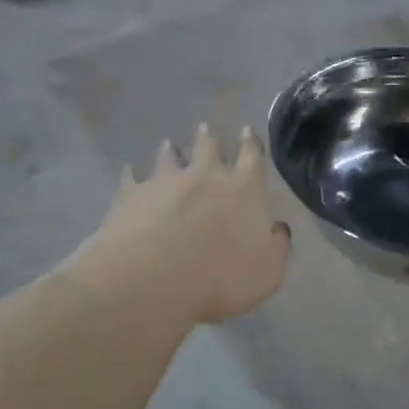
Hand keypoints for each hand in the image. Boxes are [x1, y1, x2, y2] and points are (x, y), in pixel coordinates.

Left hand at [73, 126, 290, 324]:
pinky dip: (133, 173)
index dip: (251, 143)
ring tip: (169, 144)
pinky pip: (132, 176)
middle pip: (208, 147)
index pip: (252, 157)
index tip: (247, 130)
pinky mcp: (131, 194)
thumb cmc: (220, 279)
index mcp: (243, 190)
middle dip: (209, 138)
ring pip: (169, 156)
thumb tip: (277, 228)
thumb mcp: (267, 272)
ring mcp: (164, 181)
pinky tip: (131, 172)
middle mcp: (204, 176)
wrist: (152, 280)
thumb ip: (277, 246)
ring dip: (171, 150)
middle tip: (205, 128)